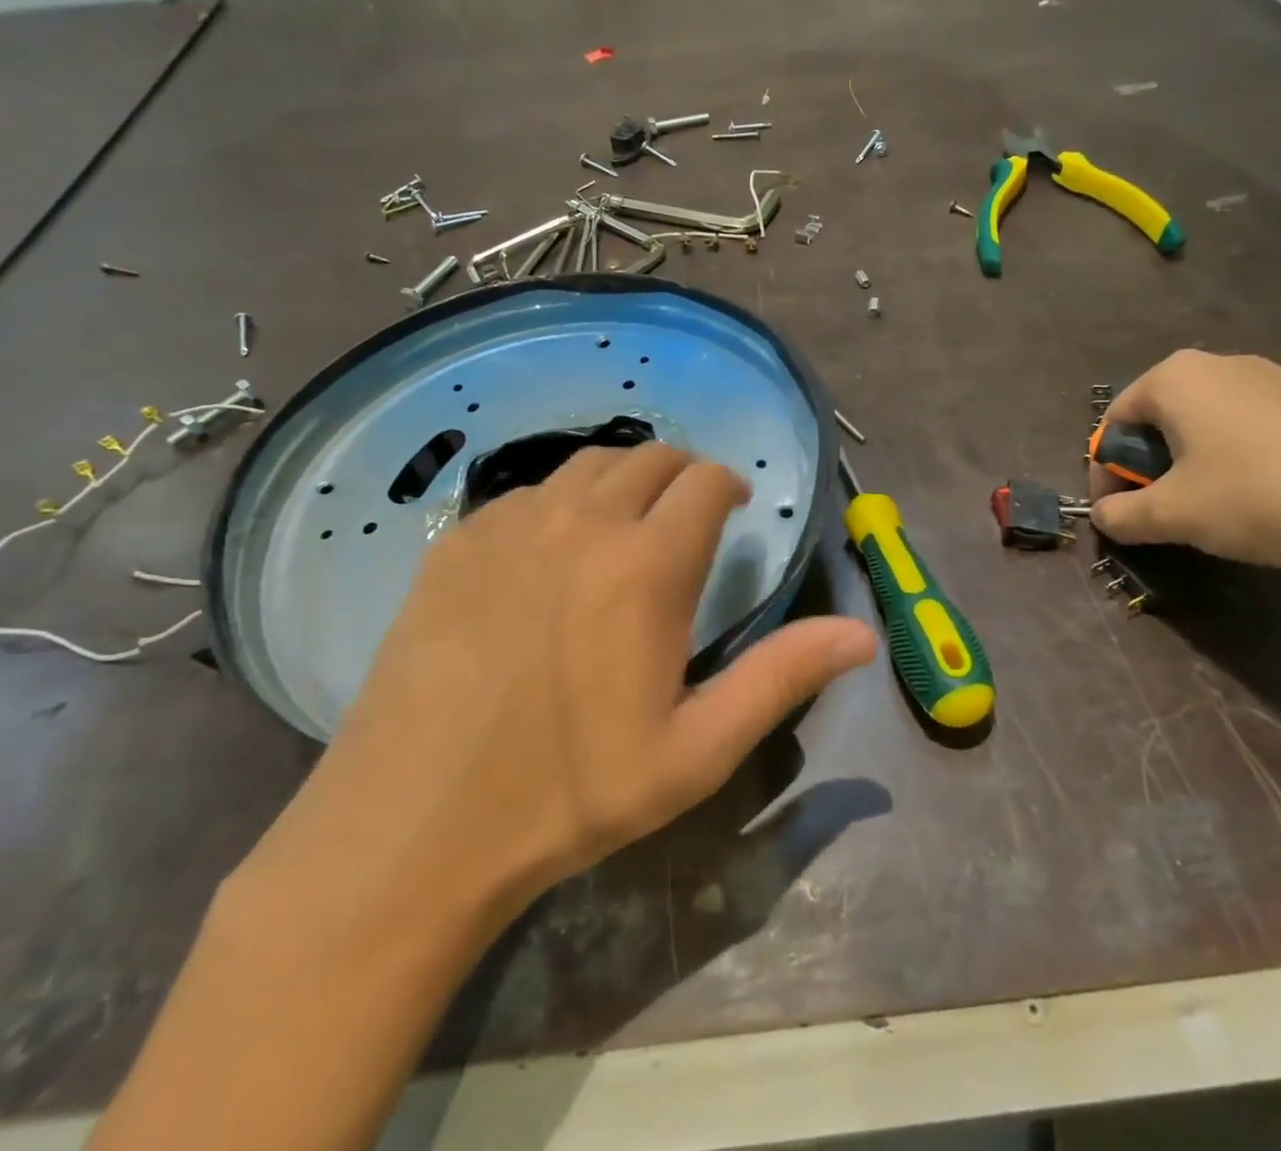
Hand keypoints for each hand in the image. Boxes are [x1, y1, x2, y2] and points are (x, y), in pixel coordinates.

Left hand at [232, 443, 875, 952]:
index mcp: (647, 565)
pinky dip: (559, 501)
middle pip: (649, 457)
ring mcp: (511, 524)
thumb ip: (782, 676)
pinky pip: (526, 493)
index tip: (736, 512)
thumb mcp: (697, 750)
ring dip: (622, 480)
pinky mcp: (457, 542)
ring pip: (586, 465)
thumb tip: (864, 635)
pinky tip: (552, 551)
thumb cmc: (572, 793)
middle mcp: (582, 522)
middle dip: (682, 475)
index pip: (706, 481)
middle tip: (687, 518)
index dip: (729, 486)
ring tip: (627, 524)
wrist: (416, 823)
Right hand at [1089, 350, 1280, 577]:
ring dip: (1190, 463)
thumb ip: (1122, 514)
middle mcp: (1220, 364)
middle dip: (1148, 464)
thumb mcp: (1171, 514)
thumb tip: (1102, 516)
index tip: (1115, 508)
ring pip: (1206, 422)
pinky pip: (1250, 428)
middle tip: (1158, 508)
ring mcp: (1274, 380)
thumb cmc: (1254, 495)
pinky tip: (1258, 498)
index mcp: (1175, 378)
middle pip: (1160, 417)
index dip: (1105, 469)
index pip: (1116, 420)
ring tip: (1207, 507)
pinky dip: (1236, 459)